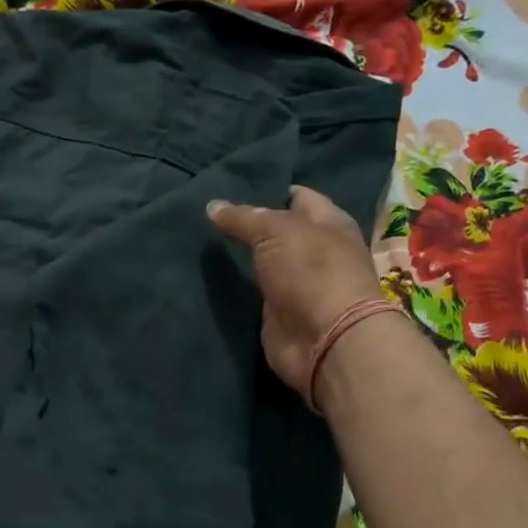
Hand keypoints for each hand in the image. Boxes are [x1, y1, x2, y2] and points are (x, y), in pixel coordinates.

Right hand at [208, 186, 382, 392]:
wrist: (324, 339)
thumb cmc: (312, 271)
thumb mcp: (276, 231)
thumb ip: (244, 218)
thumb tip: (212, 206)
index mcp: (329, 223)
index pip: (297, 197)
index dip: (268, 190)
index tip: (231, 187)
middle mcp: (315, 251)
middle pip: (277, 232)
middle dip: (247, 225)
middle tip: (207, 214)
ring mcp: (297, 284)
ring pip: (262, 263)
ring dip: (238, 257)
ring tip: (199, 242)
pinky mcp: (278, 312)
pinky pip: (252, 293)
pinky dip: (234, 287)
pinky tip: (207, 275)